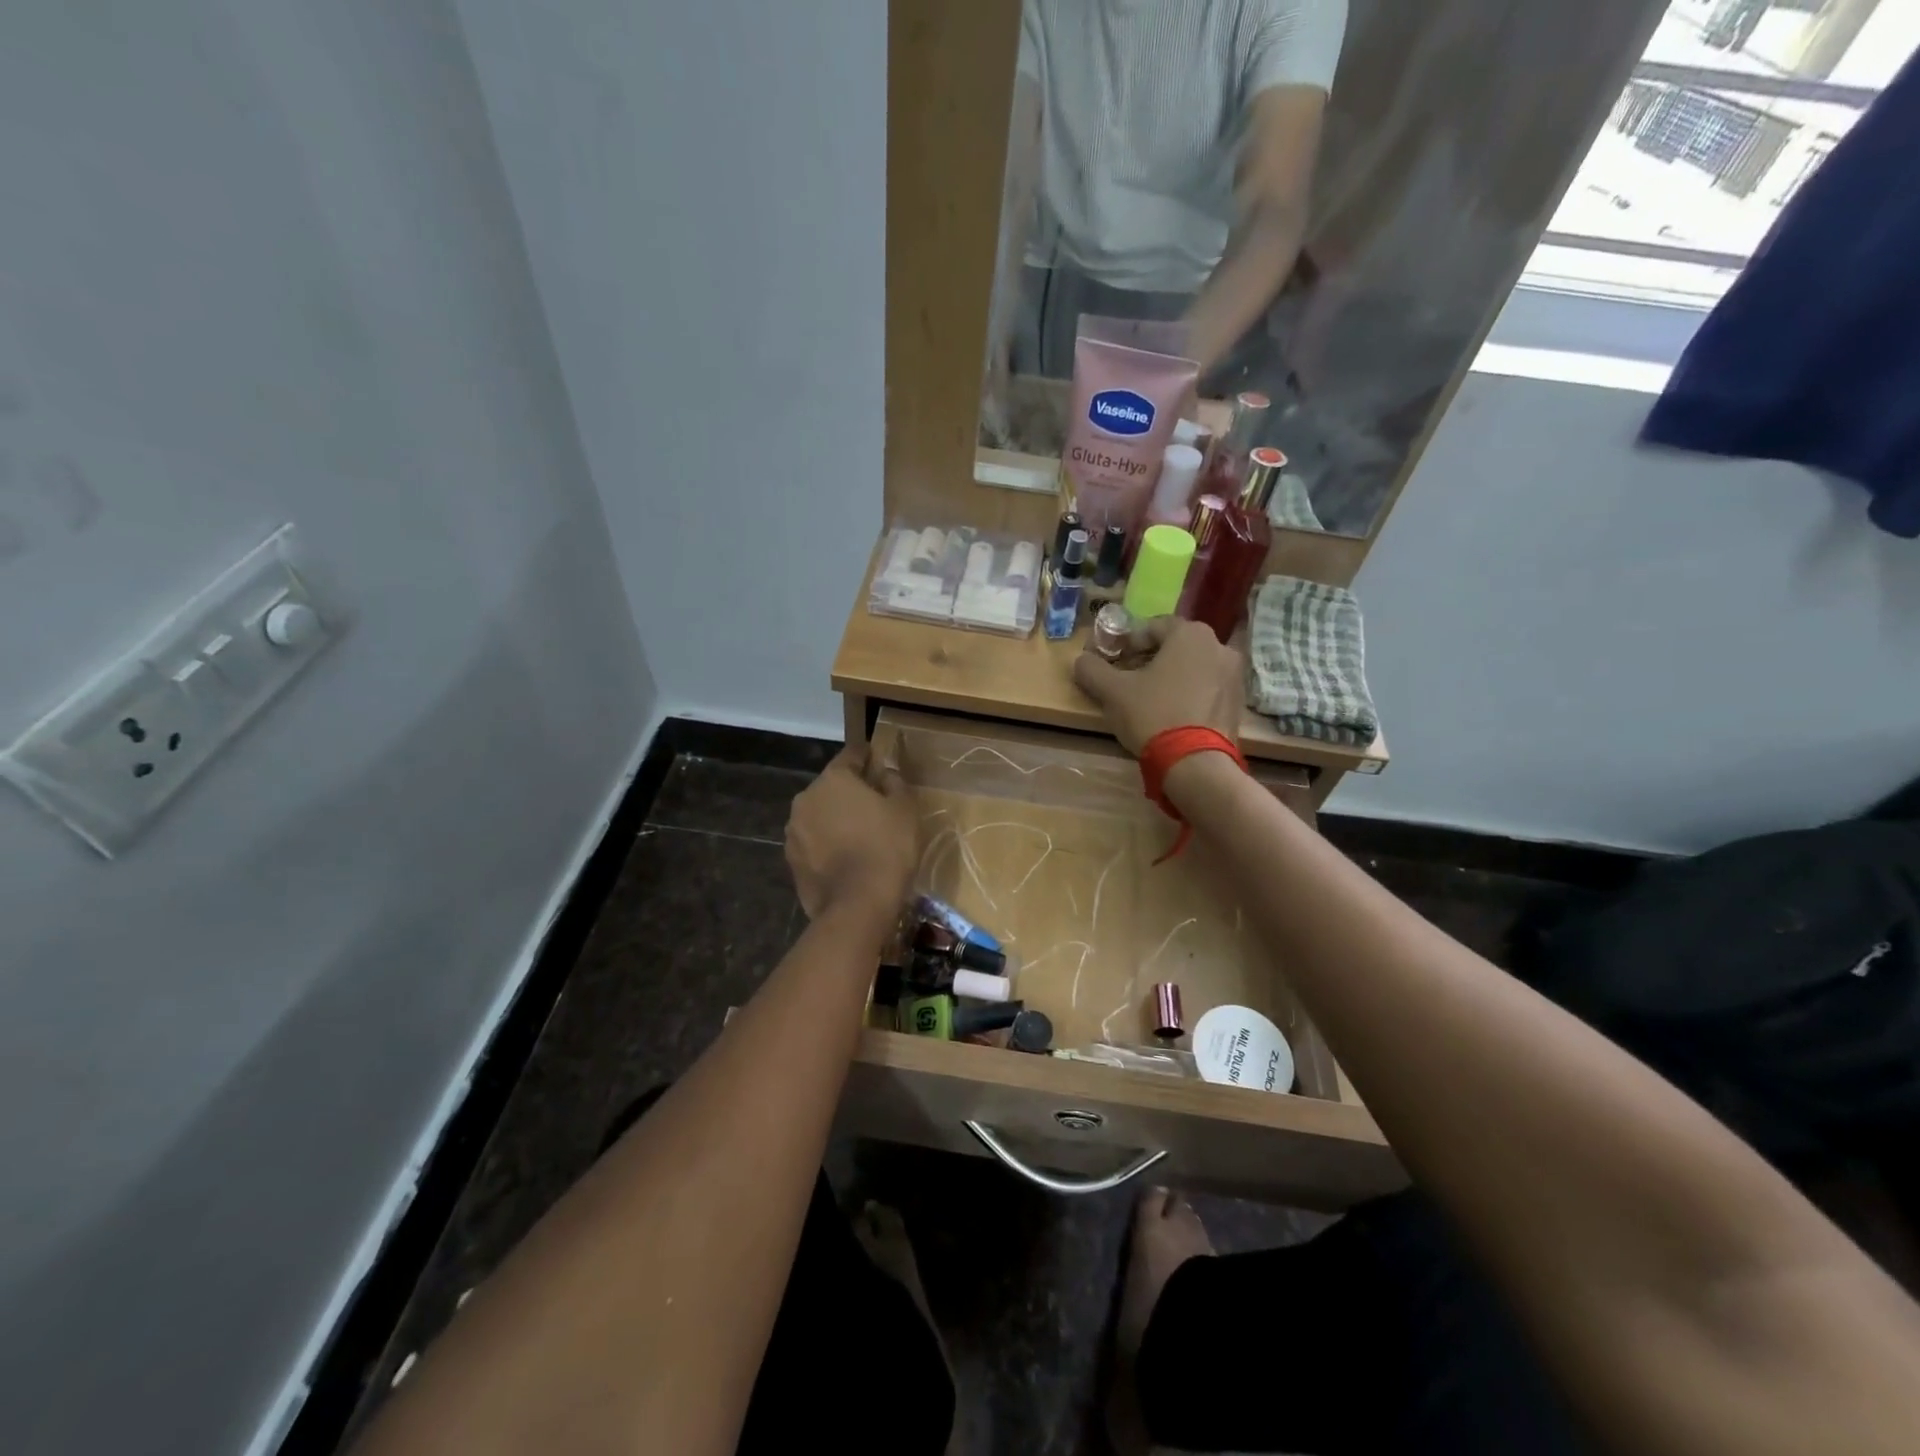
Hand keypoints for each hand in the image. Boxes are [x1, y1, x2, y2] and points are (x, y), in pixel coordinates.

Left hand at [785, 745, 916, 920]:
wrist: (857, 906)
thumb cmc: (887, 848)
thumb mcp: (905, 809)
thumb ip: (895, 783)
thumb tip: (885, 774)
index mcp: (833, 779)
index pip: (851, 755)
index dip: (867, 756)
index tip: (879, 760)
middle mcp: (806, 799)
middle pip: (832, 787)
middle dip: (850, 792)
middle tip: (874, 804)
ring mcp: (794, 831)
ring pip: (819, 815)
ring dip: (836, 819)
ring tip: (859, 835)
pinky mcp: (791, 860)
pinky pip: (814, 842)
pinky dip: (827, 844)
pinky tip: (846, 858)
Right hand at [1072, 616, 1243, 755]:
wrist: (1195, 763)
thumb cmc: (1153, 715)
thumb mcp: (1112, 691)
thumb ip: (1092, 669)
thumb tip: (1081, 660)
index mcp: (1191, 634)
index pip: (1153, 627)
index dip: (1129, 642)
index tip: (1114, 661)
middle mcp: (1219, 646)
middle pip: (1175, 646)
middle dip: (1150, 659)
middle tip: (1128, 679)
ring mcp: (1234, 676)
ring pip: (1193, 667)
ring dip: (1170, 676)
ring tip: (1148, 699)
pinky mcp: (1237, 703)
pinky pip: (1206, 688)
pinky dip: (1188, 693)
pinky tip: (1170, 714)